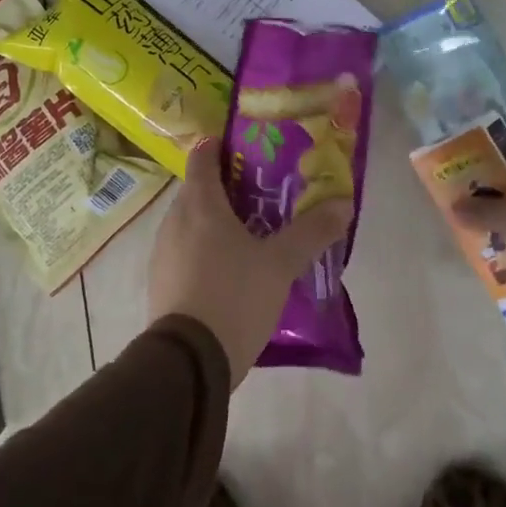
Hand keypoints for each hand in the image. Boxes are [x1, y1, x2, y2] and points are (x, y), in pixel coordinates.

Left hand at [147, 137, 354, 383]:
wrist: (189, 360)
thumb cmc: (234, 296)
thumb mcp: (280, 264)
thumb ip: (312, 231)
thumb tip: (344, 203)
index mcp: (200, 205)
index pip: (202, 157)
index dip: (219, 146)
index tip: (244, 147)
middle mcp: (174, 221)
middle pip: (198, 191)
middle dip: (226, 188)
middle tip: (262, 194)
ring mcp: (162, 253)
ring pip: (190, 223)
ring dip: (215, 221)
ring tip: (251, 233)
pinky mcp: (160, 282)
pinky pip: (185, 251)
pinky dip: (205, 249)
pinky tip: (230, 270)